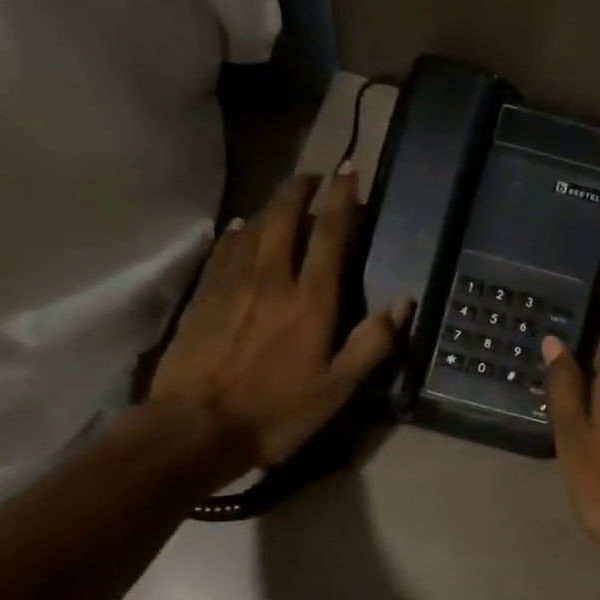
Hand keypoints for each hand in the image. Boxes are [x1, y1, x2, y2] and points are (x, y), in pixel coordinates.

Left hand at [150, 169, 411, 471]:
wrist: (195, 427)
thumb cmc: (275, 414)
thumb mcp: (336, 391)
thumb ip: (371, 344)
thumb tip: (404, 303)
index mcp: (310, 301)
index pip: (330, 236)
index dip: (342, 200)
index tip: (348, 172)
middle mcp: (272, 278)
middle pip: (285, 218)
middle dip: (301, 190)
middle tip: (313, 176)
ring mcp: (232, 284)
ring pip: (253, 227)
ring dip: (271, 205)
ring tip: (283, 195)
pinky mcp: (203, 295)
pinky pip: (223, 249)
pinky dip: (236, 231)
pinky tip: (239, 226)